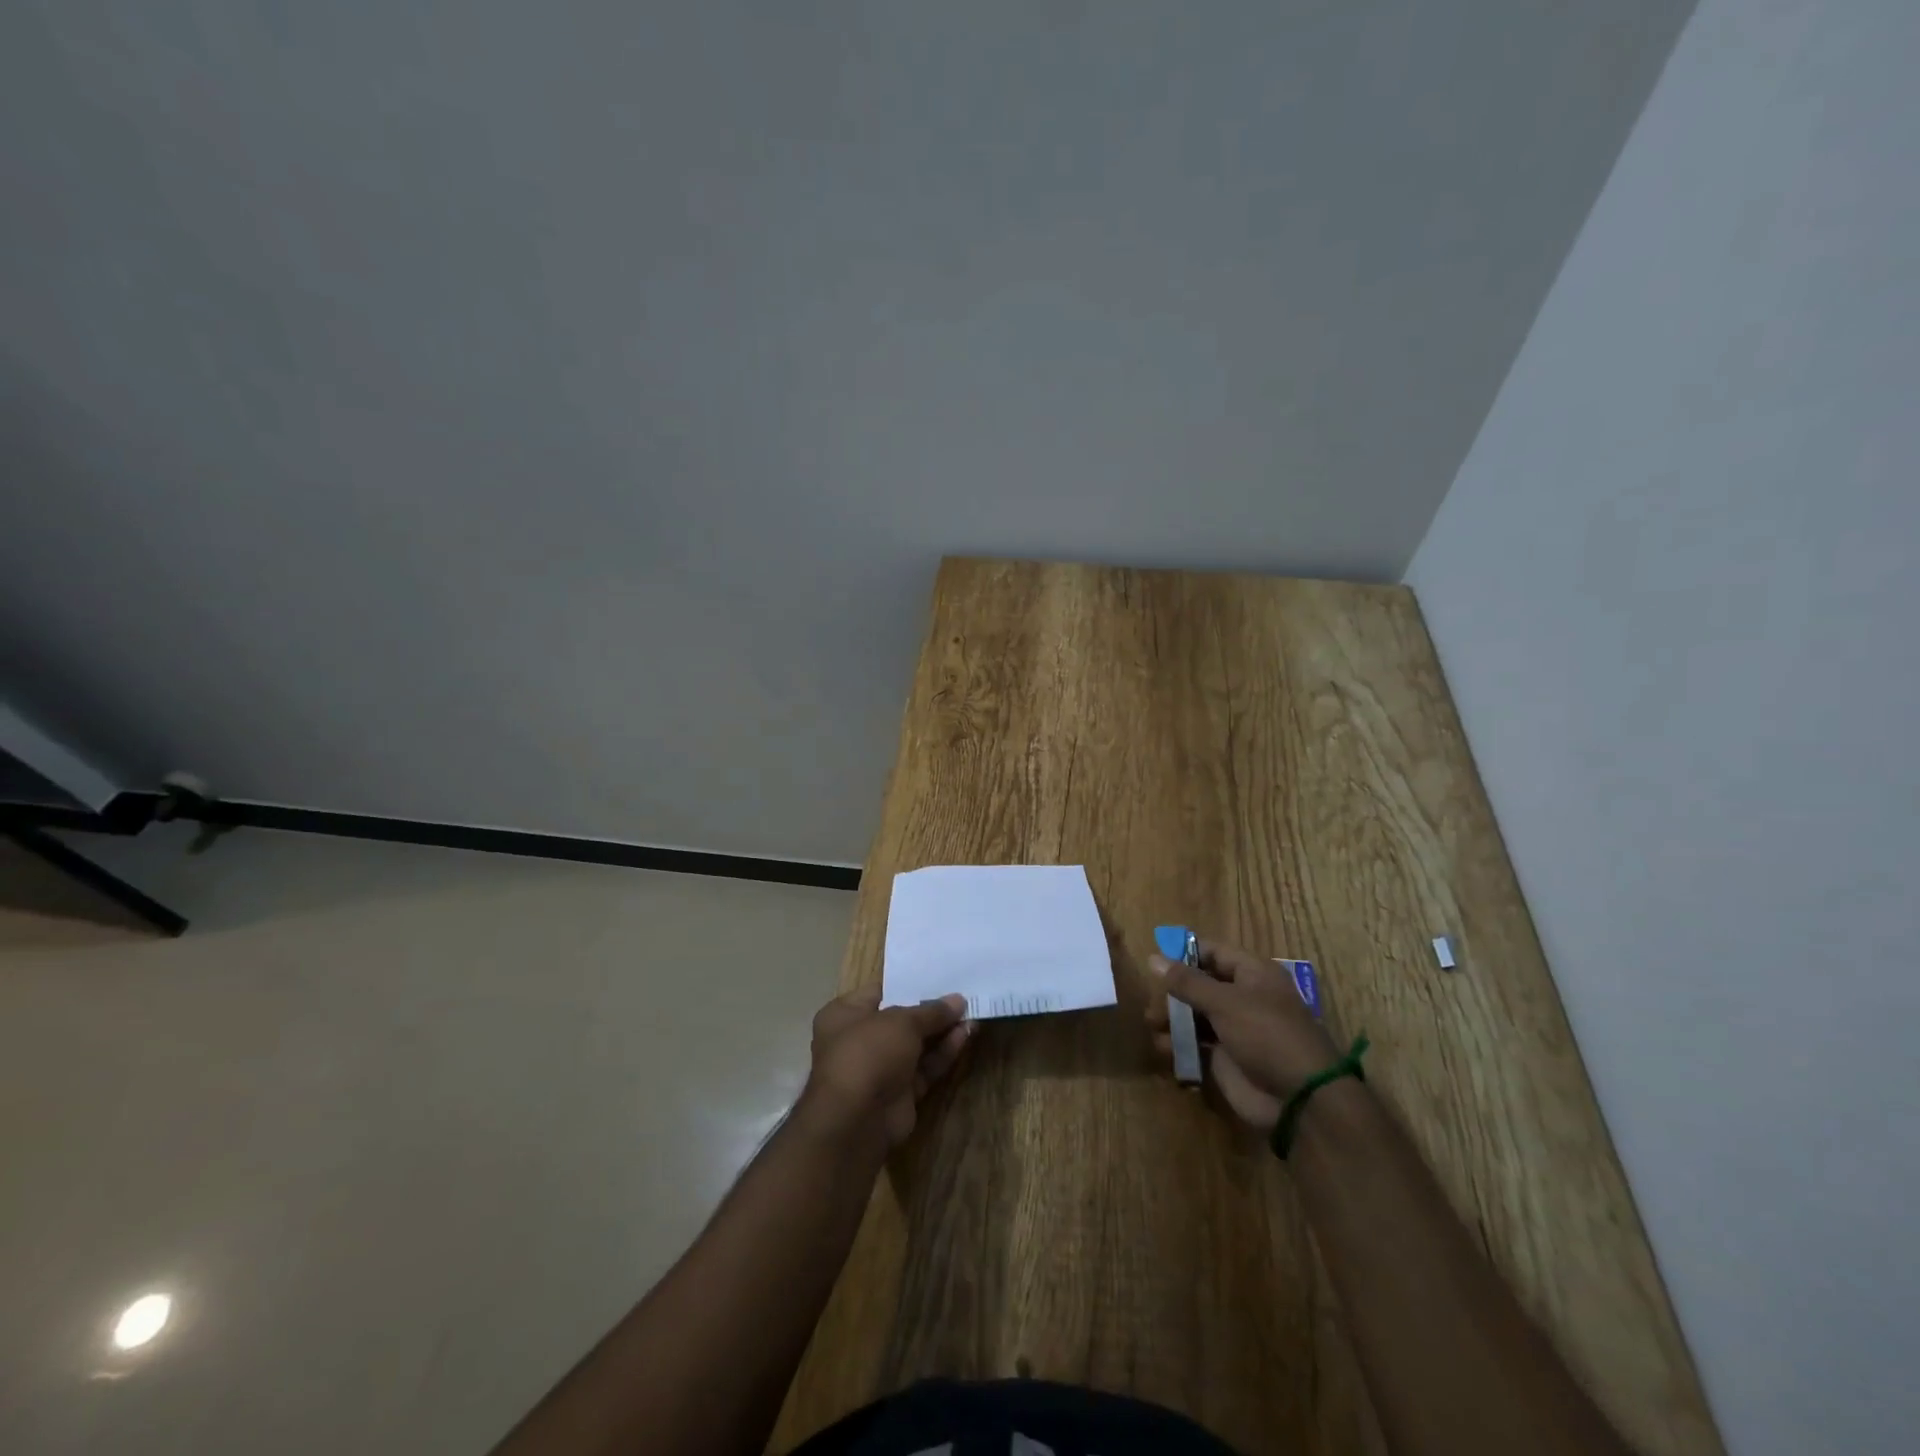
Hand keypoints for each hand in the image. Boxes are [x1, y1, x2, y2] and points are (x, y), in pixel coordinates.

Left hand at [798, 986, 972, 1151]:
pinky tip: (966, 1035)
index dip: (909, 984)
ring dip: (942, 1031)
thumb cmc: (868, 1053)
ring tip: (972, 1013)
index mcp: (845, 1014)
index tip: (939, 975)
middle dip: (931, 1010)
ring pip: (916, 1045)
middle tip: (962, 995)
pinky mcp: (899, 1094)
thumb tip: (958, 1000)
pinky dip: (943, 1053)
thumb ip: (931, 1011)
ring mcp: (879, 1068)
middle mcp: (859, 1039)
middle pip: (901, 1020)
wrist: (856, 1121)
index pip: (880, 991)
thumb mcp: (901, 1022)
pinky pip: (924, 1067)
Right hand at [1146, 937, 1338, 1131]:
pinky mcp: (1226, 1059)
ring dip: (1172, 1019)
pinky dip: (1178, 1045)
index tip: (1154, 961)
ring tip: (1154, 1026)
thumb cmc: (1266, 1035)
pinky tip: (1163, 1048)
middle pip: (1199, 985)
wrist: (1299, 1099)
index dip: (1184, 954)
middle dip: (1173, 992)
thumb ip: (1187, 982)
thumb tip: (1153, 957)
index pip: (1212, 953)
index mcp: (1252, 974)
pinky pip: (1196, 1045)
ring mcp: (1235, 1030)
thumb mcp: (1225, 1002)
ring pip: (1195, 1016)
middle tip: (1152, 1002)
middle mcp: (1243, 998)